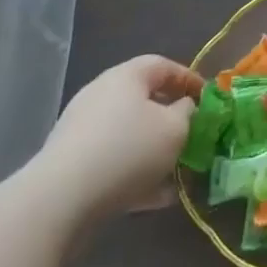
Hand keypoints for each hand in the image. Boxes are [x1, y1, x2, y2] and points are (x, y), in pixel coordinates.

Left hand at [27, 55, 203, 226]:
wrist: (59, 201)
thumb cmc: (128, 151)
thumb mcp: (176, 128)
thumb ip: (188, 113)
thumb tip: (184, 107)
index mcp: (126, 77)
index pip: (163, 65)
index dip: (188, 79)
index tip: (207, 99)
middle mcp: (101, 96)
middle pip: (144, 101)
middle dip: (171, 119)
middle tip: (193, 135)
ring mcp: (82, 131)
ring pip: (129, 135)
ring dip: (154, 151)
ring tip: (178, 173)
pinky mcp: (71, 165)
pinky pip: (112, 162)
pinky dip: (135, 174)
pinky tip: (156, 198)